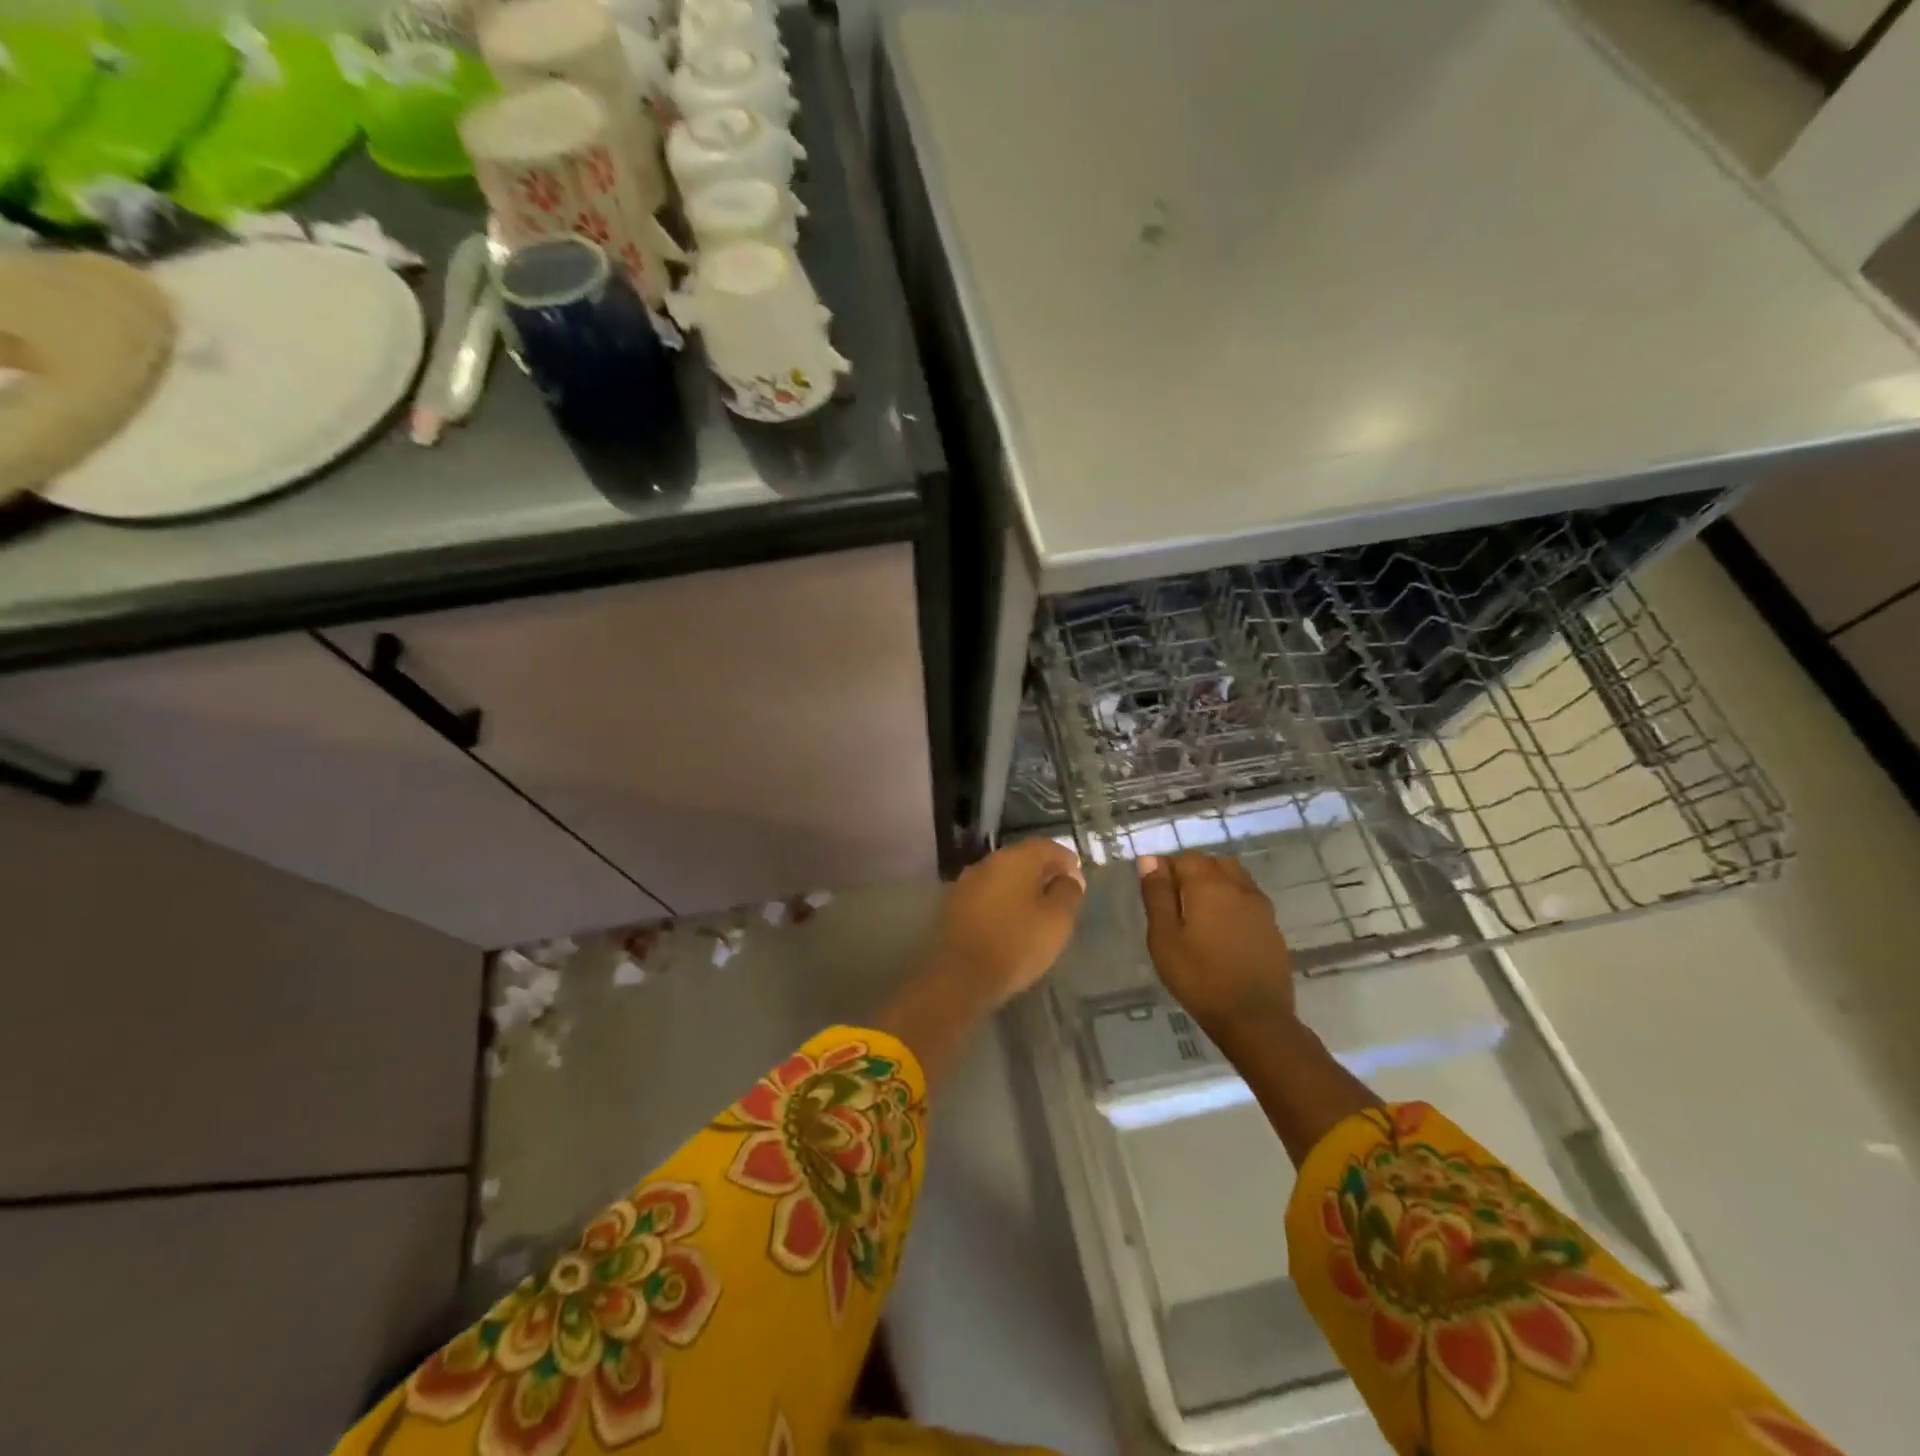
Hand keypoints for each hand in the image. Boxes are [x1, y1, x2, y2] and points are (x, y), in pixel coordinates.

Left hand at [933, 838, 1086, 1005]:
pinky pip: (985, 897)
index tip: (1077, 878)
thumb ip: (1068, 893)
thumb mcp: (1057, 920)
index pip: (1045, 846)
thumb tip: (1069, 878)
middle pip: (1021, 859)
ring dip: (1019, 889)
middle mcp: (987, 863)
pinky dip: (1000, 903)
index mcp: (1014, 859)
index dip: (1065, 859)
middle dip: (1041, 873)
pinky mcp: (952, 906)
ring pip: (1001, 878)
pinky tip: (1008, 923)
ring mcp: (965, 883)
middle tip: (1058, 894)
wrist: (960, 975)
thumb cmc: (1017, 943)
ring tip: (1035, 912)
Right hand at [1138, 853, 1295, 1031]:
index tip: (1156, 894)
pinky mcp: (1272, 926)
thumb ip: (1157, 895)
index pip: (1185, 858)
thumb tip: (1149, 859)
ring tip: (1200, 914)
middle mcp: (1238, 886)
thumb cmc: (1199, 977)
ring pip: (1235, 878)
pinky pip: (1249, 899)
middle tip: (1176, 904)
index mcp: (1208, 884)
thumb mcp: (1164, 938)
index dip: (1167, 869)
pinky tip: (1223, 930)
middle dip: (1192, 873)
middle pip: (1213, 863)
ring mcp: (1260, 906)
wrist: (1254, 1018)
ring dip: (1216, 884)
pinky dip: (1233, 902)